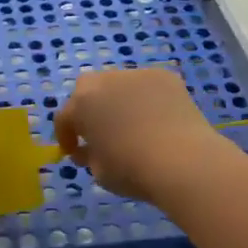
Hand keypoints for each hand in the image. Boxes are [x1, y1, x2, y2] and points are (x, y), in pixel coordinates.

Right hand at [53, 67, 223, 202]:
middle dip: (90, 108)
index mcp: (82, 104)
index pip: (65, 117)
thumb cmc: (132, 170)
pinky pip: (146, 86)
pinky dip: (146, 99)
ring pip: (119, 84)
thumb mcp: (99, 172)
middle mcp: (105, 81)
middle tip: (99, 130)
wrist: (183, 160)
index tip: (74, 152)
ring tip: (132, 123)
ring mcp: (136, 75)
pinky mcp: (164, 76)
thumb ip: (88, 156)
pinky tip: (157, 119)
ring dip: (118, 100)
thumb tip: (89, 149)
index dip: (66, 136)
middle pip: (88, 90)